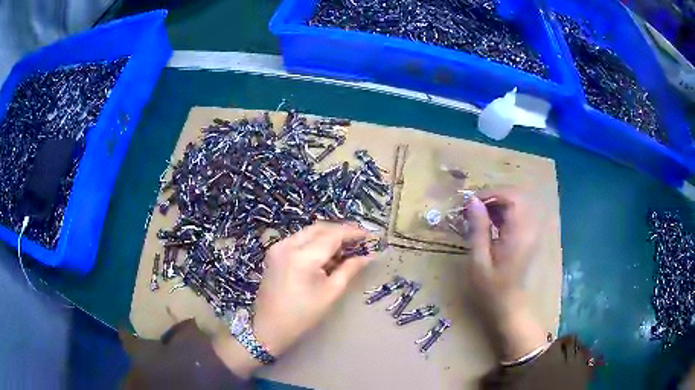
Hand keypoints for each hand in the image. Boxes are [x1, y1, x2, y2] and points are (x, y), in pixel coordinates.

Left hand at [213, 222, 371, 376]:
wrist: (269, 327)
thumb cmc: (302, 315)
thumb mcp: (330, 293)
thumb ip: (349, 270)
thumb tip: (368, 256)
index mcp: (302, 257)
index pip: (332, 235)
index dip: (353, 232)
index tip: (369, 235)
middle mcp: (287, 245)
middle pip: (319, 228)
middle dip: (341, 231)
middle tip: (359, 240)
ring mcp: (278, 247)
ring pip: (309, 232)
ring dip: (328, 235)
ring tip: (346, 247)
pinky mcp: (274, 252)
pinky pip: (299, 239)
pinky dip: (314, 242)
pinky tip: (326, 253)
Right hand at [465, 187, 547, 360]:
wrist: (510, 308)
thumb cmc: (492, 289)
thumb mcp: (479, 261)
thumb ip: (478, 229)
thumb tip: (472, 201)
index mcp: (519, 233)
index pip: (512, 197)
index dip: (491, 193)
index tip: (470, 202)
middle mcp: (530, 228)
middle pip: (517, 196)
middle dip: (494, 197)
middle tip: (473, 209)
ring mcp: (532, 232)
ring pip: (518, 204)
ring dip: (498, 204)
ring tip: (478, 216)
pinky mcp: (529, 237)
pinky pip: (519, 215)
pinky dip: (504, 213)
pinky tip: (490, 224)